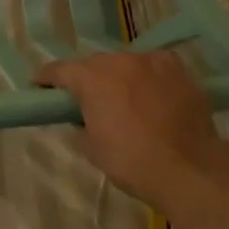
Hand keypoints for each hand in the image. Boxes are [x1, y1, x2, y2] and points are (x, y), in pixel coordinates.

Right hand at [36, 50, 228, 211]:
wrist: (189, 168)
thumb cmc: (132, 161)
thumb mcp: (92, 148)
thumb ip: (81, 124)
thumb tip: (82, 118)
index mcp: (91, 78)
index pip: (59, 70)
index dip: (47, 78)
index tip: (39, 85)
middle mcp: (118, 60)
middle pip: (94, 64)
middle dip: (87, 79)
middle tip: (87, 99)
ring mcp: (150, 60)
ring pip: (126, 63)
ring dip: (120, 77)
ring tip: (125, 98)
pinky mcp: (177, 68)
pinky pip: (154, 67)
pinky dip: (148, 77)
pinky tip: (153, 94)